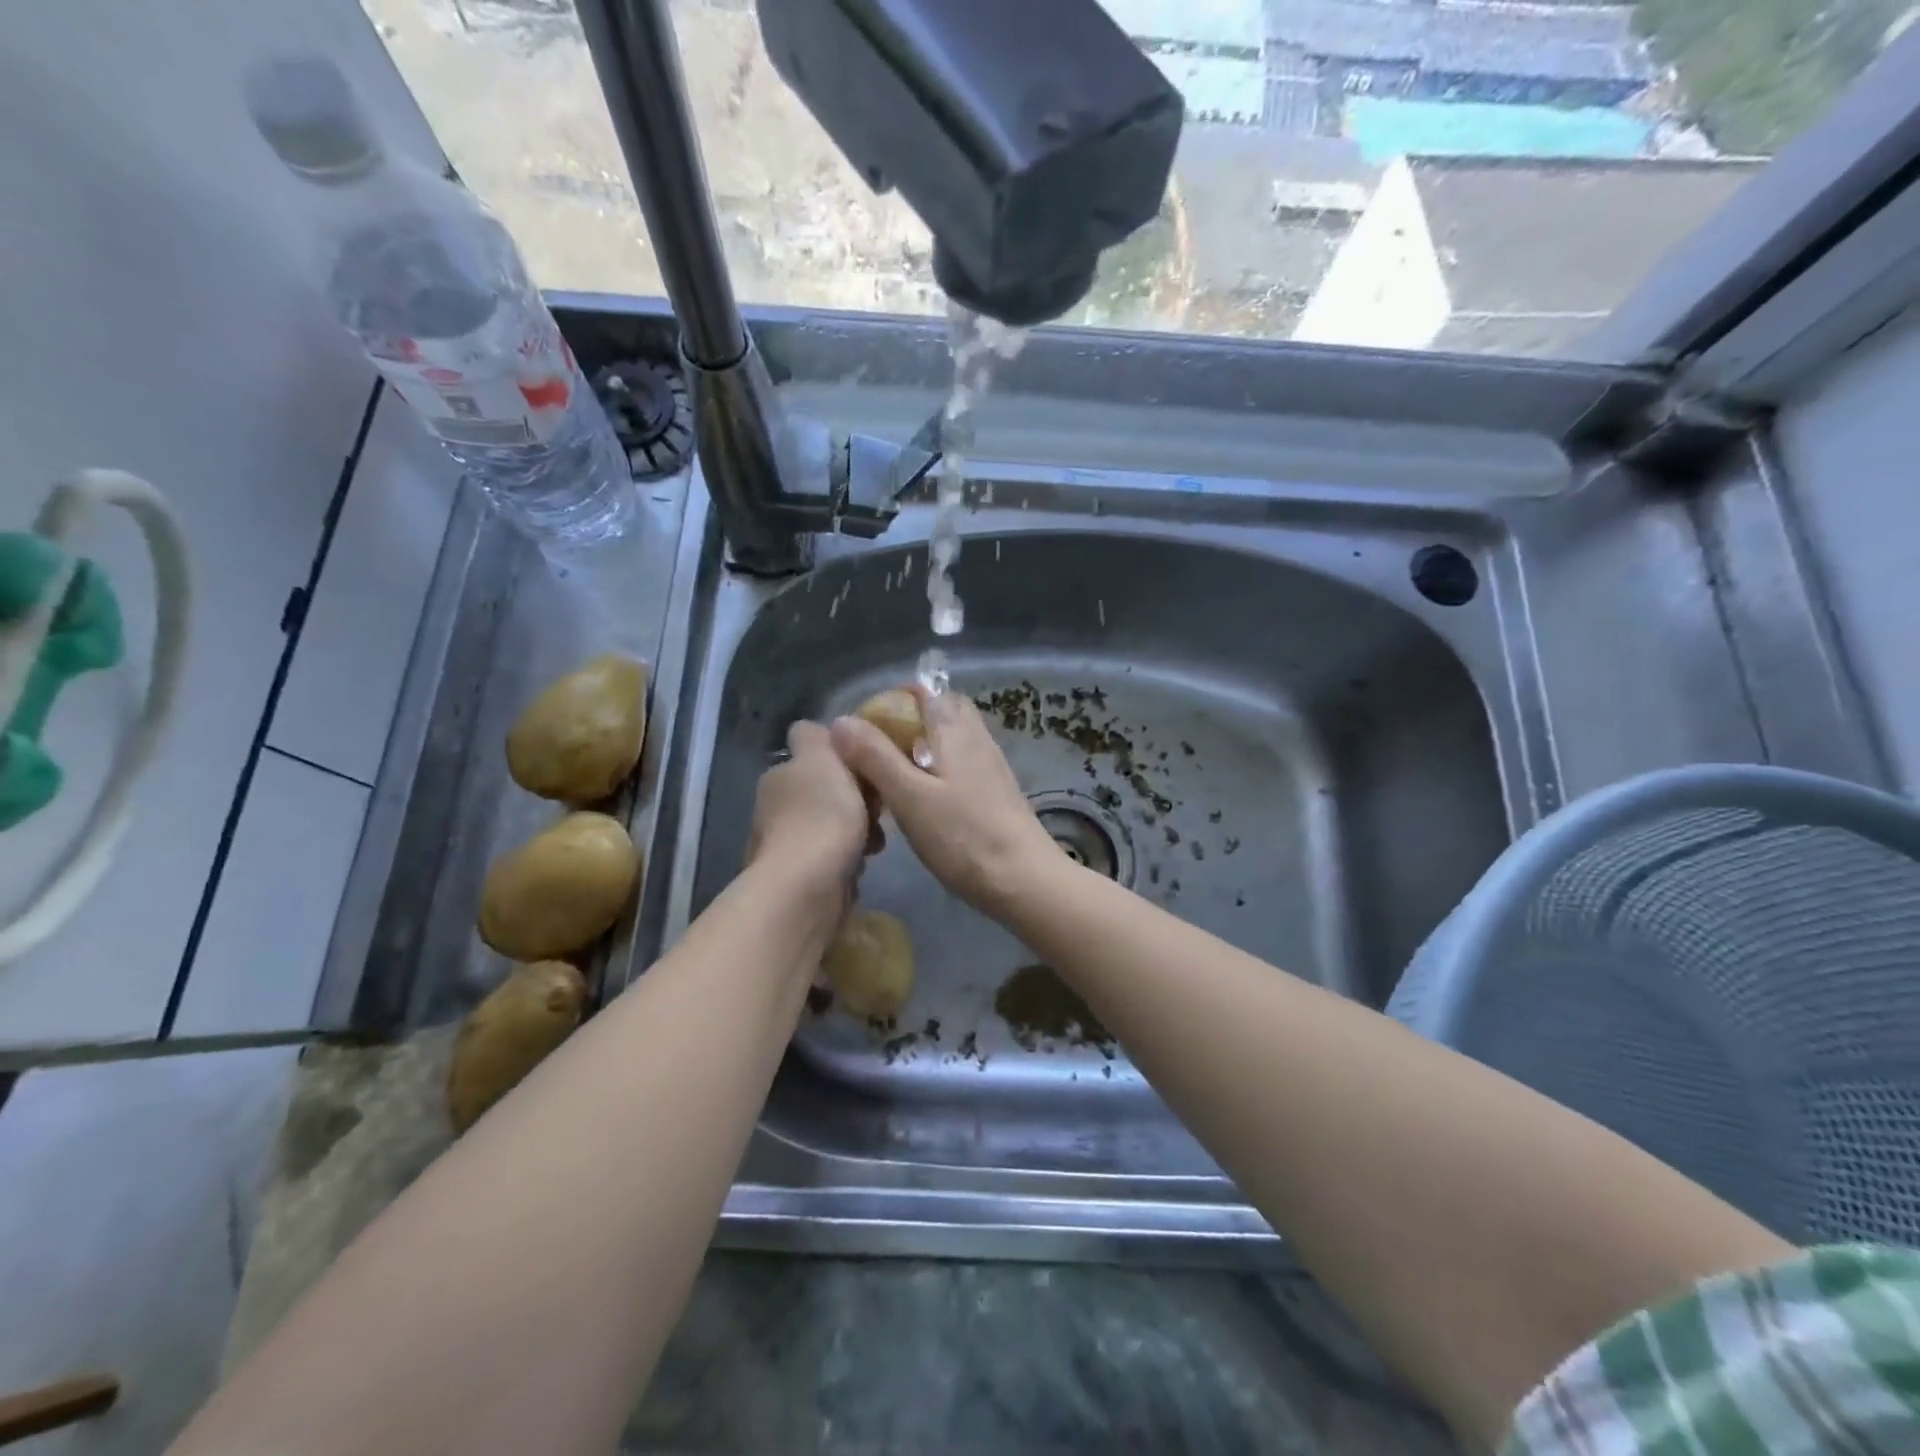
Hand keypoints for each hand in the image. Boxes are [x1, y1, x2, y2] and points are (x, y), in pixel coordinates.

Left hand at [748, 720, 869, 901]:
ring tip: (874, 845)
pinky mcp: (798, 880)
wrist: (807, 887)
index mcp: (779, 776)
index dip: (843, 760)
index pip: (812, 757)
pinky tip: (859, 869)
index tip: (868, 771)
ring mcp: (784, 846)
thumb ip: (815, 738)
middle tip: (880, 811)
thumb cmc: (821, 816)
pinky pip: (832, 861)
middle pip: (825, 794)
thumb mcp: (821, 759)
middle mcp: (774, 809)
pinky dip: (848, 863)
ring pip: (831, 829)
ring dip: (856, 834)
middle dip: (855, 801)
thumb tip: (811, 730)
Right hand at [830, 685, 1062, 914]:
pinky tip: (918, 802)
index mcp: (954, 728)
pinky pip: (957, 763)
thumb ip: (875, 756)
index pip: (924, 689)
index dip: (890, 699)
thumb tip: (840, 721)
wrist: (1025, 880)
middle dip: (903, 723)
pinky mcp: (994, 790)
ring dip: (917, 748)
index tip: (862, 728)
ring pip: (948, 739)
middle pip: (938, 711)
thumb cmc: (963, 836)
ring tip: (888, 779)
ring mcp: (988, 763)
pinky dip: (934, 770)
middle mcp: (975, 736)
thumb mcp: (909, 796)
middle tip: (872, 753)